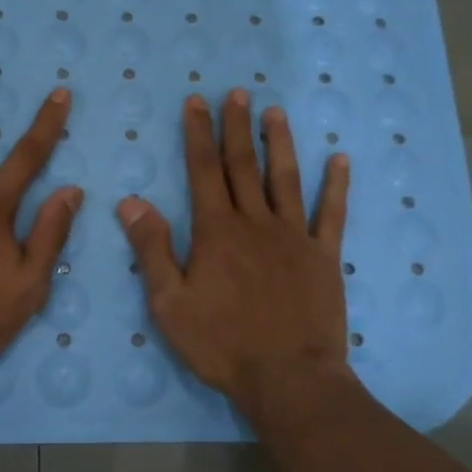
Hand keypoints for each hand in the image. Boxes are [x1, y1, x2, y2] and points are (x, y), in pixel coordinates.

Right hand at [118, 89, 351, 406]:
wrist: (288, 379)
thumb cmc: (221, 344)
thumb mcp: (169, 303)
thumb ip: (152, 250)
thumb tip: (131, 202)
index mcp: (216, 232)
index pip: (203, 171)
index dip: (198, 134)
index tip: (197, 102)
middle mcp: (255, 223)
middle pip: (243, 166)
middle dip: (236, 127)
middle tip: (237, 92)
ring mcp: (294, 237)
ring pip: (286, 179)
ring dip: (280, 143)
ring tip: (276, 112)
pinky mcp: (324, 257)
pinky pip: (331, 214)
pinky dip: (336, 186)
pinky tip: (340, 160)